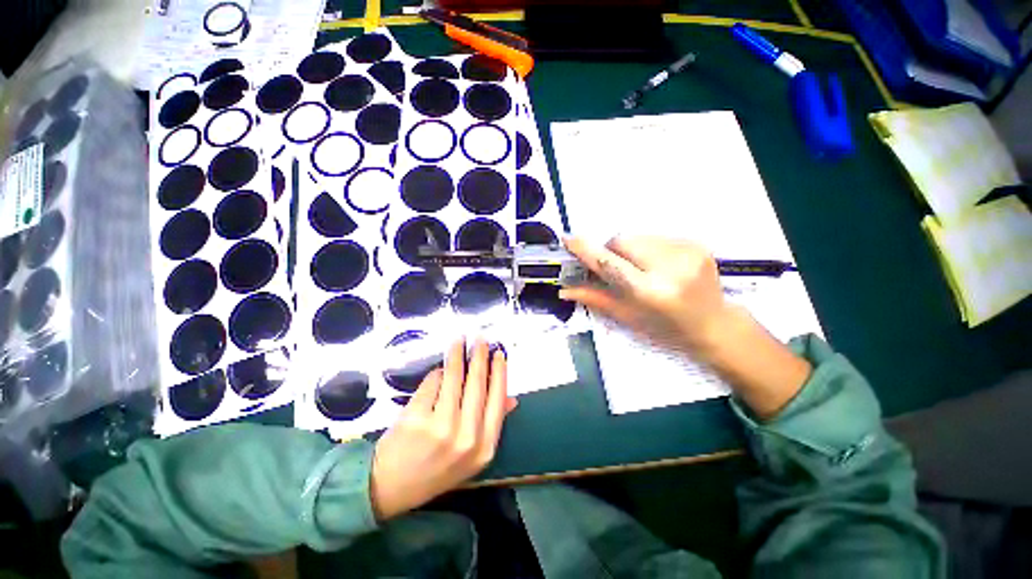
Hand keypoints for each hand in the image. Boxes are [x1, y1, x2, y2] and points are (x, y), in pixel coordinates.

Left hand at [369, 338, 516, 520]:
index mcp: (484, 448)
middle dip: (480, 357)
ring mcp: (440, 428)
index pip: (497, 400)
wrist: (391, 488)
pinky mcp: (416, 418)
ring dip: (457, 356)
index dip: (499, 373)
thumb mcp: (471, 454)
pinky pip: (432, 384)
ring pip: (454, 379)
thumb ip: (492, 424)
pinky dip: (436, 374)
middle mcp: (466, 438)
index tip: (499, 353)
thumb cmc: (436, 467)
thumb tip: (512, 398)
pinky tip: (439, 369)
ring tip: (459, 341)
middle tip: (480, 339)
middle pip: (477, 385)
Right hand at [562, 235, 810, 418]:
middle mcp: (670, 268)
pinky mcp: (696, 243)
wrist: (713, 323)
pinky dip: (648, 247)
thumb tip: (564, 290)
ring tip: (641, 268)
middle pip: (622, 240)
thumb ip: (595, 298)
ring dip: (629, 249)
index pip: (610, 264)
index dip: (587, 250)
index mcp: (651, 292)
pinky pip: (656, 236)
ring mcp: (687, 251)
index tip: (568, 239)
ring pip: (637, 236)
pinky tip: (658, 265)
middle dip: (611, 251)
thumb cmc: (665, 327)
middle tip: (616, 268)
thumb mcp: (627, 316)